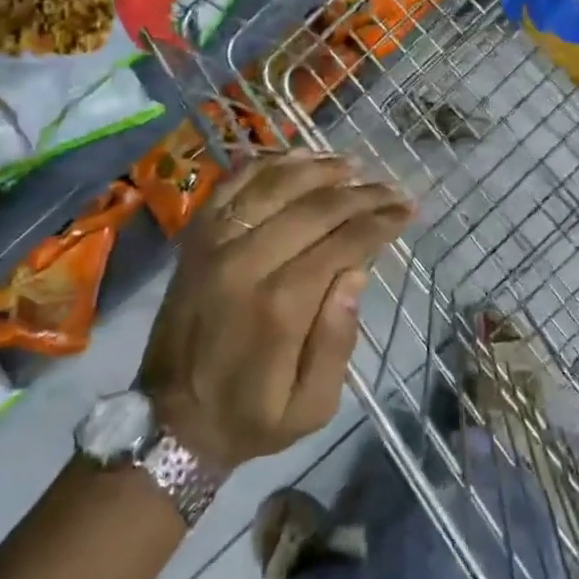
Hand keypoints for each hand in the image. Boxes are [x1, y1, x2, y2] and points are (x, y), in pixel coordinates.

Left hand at [138, 149, 413, 470]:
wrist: (171, 421)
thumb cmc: (251, 416)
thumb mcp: (311, 407)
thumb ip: (337, 341)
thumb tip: (356, 273)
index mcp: (279, 306)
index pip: (342, 243)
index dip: (380, 221)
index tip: (407, 211)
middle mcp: (245, 262)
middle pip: (314, 207)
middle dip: (362, 193)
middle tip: (393, 189)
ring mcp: (214, 244)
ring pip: (275, 184)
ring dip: (320, 168)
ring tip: (353, 165)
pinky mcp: (195, 237)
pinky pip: (234, 184)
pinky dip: (268, 163)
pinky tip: (298, 157)